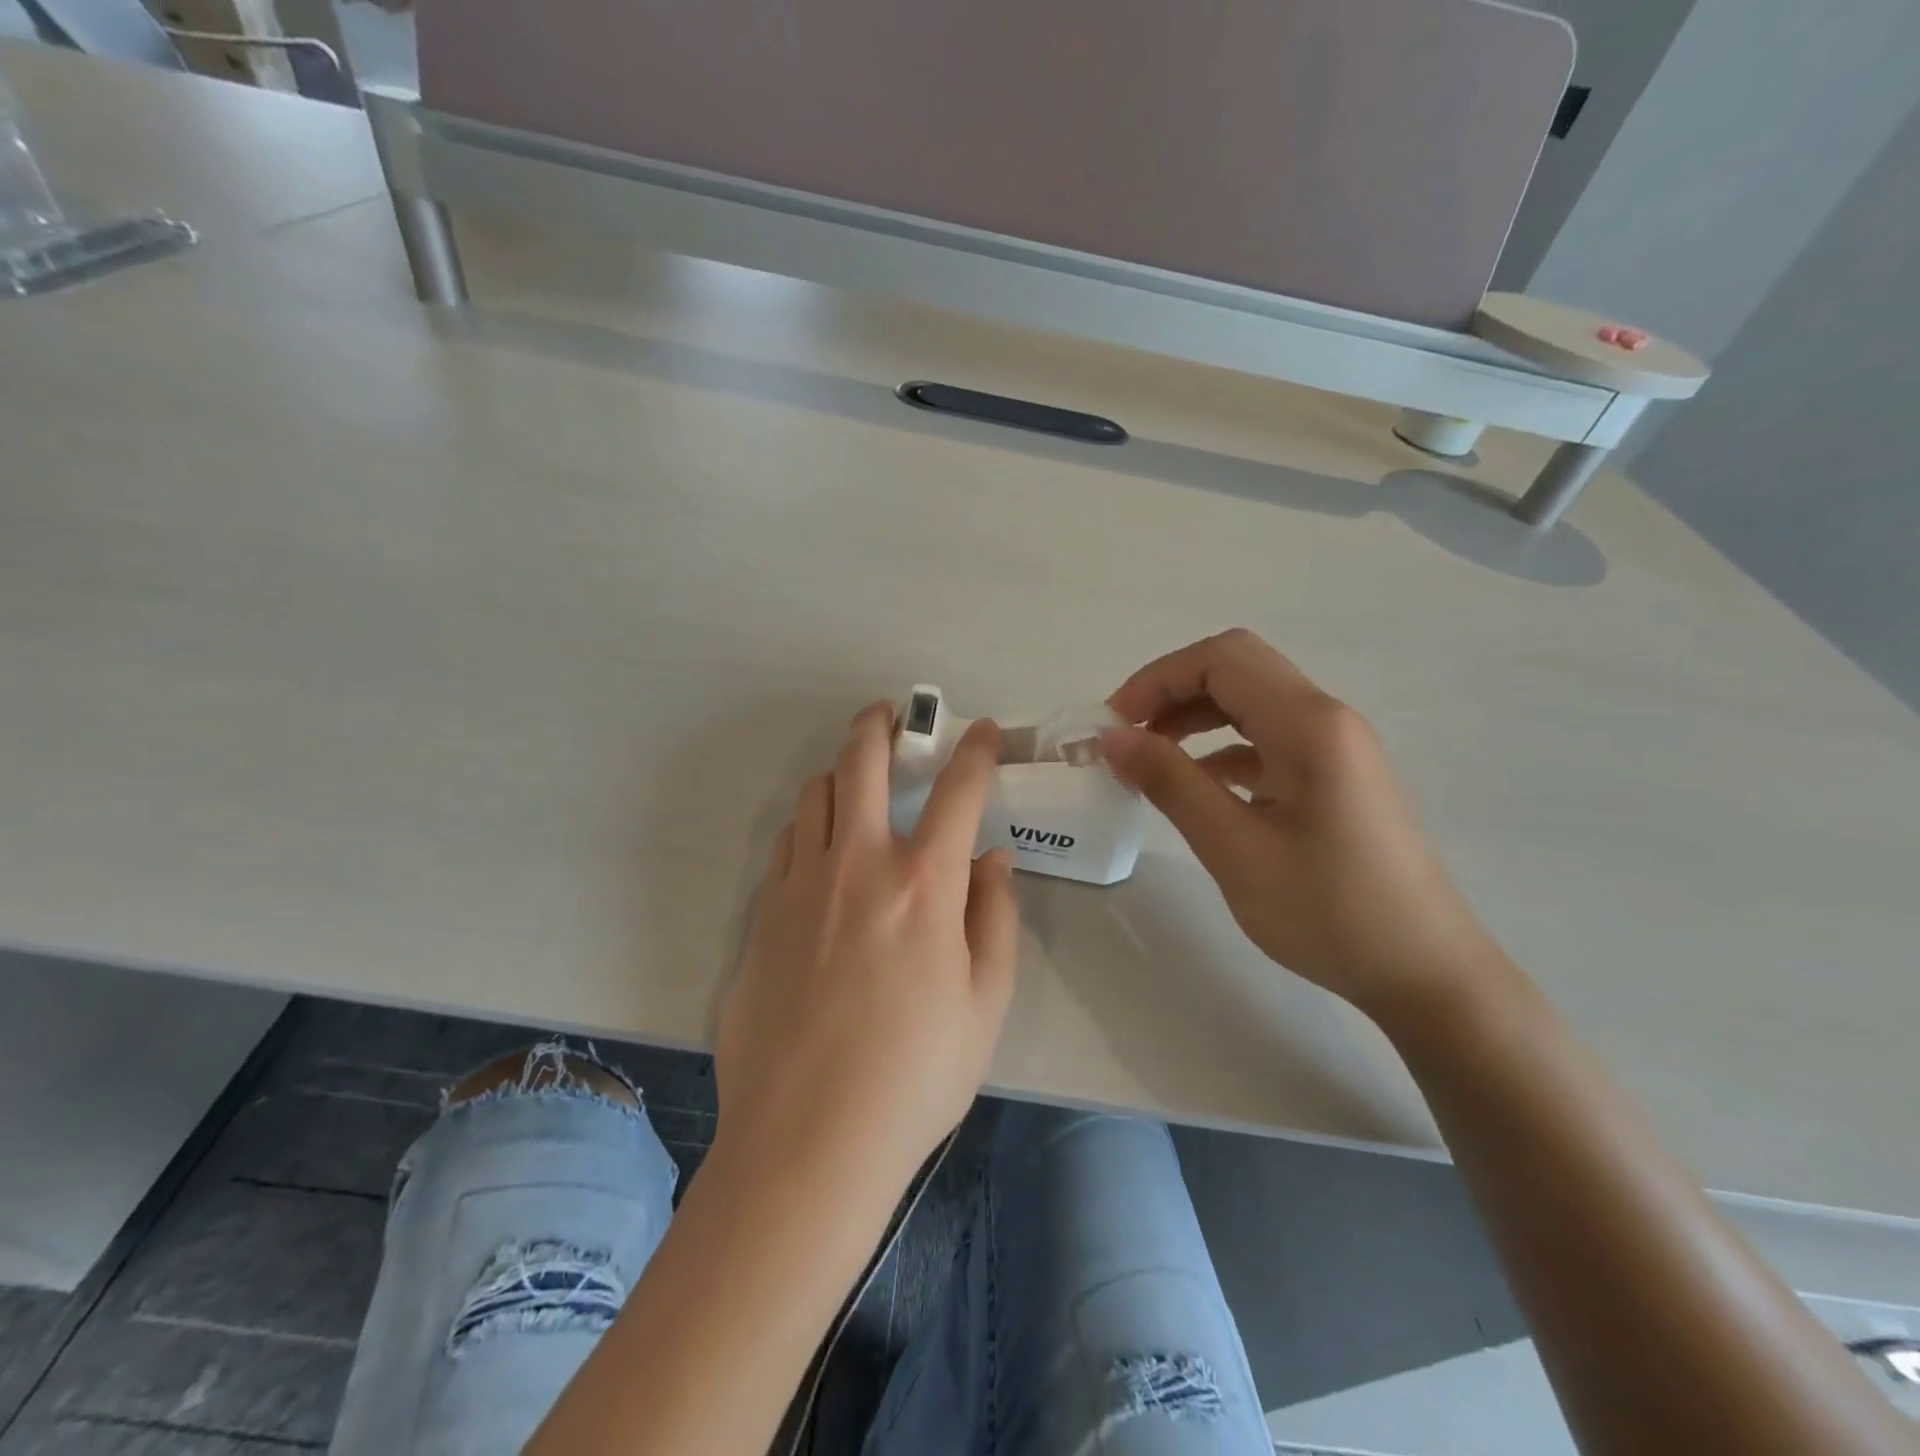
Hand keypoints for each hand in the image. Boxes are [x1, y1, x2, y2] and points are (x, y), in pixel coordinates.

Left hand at [715, 704, 1018, 1195]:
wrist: (808, 1139)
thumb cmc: (915, 1076)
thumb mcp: (986, 1003)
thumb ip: (995, 917)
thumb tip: (992, 859)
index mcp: (923, 884)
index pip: (957, 790)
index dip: (975, 750)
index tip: (981, 732)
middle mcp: (857, 865)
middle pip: (861, 762)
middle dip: (880, 725)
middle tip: (892, 716)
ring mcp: (800, 885)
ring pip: (814, 795)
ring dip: (841, 773)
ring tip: (857, 780)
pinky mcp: (762, 915)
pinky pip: (786, 844)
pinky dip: (809, 826)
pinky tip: (820, 848)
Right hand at [1103, 629, 1497, 1017]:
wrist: (1424, 973)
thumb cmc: (1327, 910)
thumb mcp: (1234, 848)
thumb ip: (1171, 782)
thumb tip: (1114, 737)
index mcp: (1308, 725)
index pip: (1221, 659)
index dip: (1158, 679)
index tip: (1115, 725)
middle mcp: (1327, 719)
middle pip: (1237, 670)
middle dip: (1173, 692)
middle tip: (1128, 737)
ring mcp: (1337, 747)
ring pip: (1253, 703)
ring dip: (1196, 718)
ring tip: (1151, 760)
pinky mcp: (1337, 777)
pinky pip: (1270, 739)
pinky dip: (1224, 749)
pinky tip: (1198, 788)